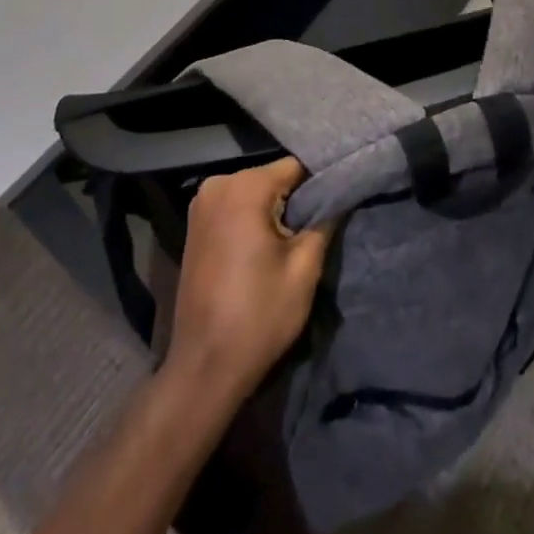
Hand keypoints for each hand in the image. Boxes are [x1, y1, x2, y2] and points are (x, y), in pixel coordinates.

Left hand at [166, 157, 334, 401]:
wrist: (204, 367)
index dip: (319, 185)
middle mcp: (218, 184)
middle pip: (272, 178)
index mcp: (244, 187)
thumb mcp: (304, 269)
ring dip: (273, 211)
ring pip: (254, 192)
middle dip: (295, 199)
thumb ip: (324, 221)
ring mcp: (201, 204)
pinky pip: (235, 207)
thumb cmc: (259, 316)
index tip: (336, 206)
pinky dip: (252, 220)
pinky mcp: (195, 225)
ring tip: (291, 242)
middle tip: (315, 230)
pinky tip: (264, 248)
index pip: (295, 167)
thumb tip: (339, 194)